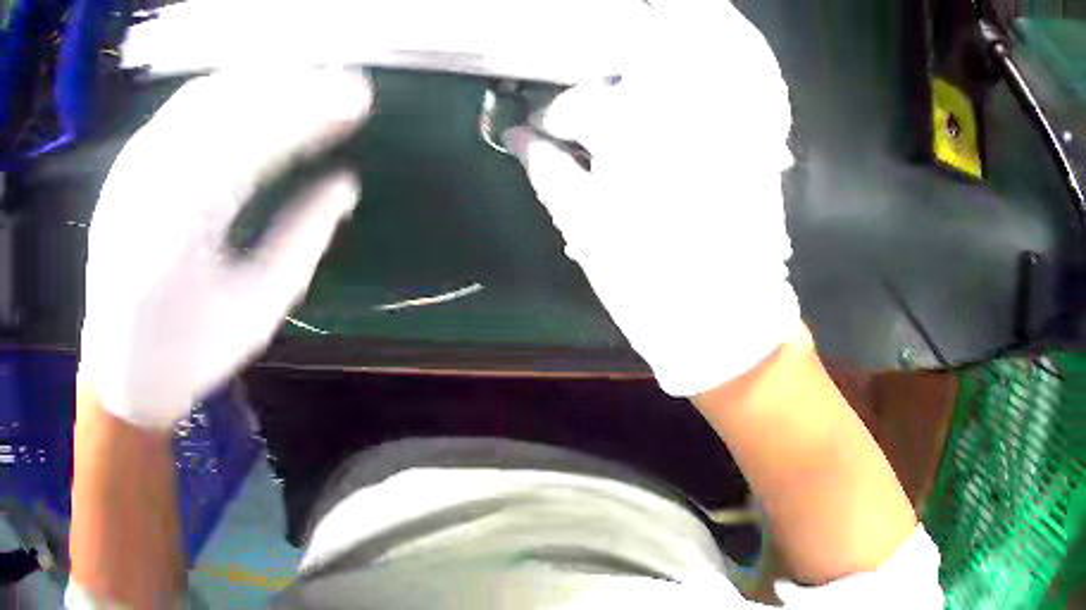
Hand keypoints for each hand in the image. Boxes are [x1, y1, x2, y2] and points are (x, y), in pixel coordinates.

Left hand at [79, 68, 373, 428]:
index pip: (253, 143)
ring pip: (203, 96)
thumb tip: (345, 185)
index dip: (311, 112)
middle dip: (293, 87)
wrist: (119, 371)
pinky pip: (180, 109)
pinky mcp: (124, 165)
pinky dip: (226, 91)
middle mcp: (145, 188)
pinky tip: (254, 96)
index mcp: (178, 236)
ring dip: (261, 82)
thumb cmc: (189, 354)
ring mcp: (129, 170)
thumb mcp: (256, 313)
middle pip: (227, 106)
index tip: (360, 100)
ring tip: (306, 85)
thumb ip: (302, 242)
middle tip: (341, 86)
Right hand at [508, 2, 801, 396]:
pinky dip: (675, 118)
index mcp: (634, 127)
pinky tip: (665, 148)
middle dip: (595, 104)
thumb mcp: (584, 223)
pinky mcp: (745, 141)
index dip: (552, 117)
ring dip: (634, 105)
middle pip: (623, 84)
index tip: (540, 131)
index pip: (578, 102)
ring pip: (664, 89)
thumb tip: (518, 136)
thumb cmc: (647, 279)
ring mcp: (720, 122)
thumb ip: (547, 169)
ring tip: (620, 141)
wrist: (728, 320)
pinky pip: (703, 109)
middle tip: (580, 134)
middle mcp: (682, 109)